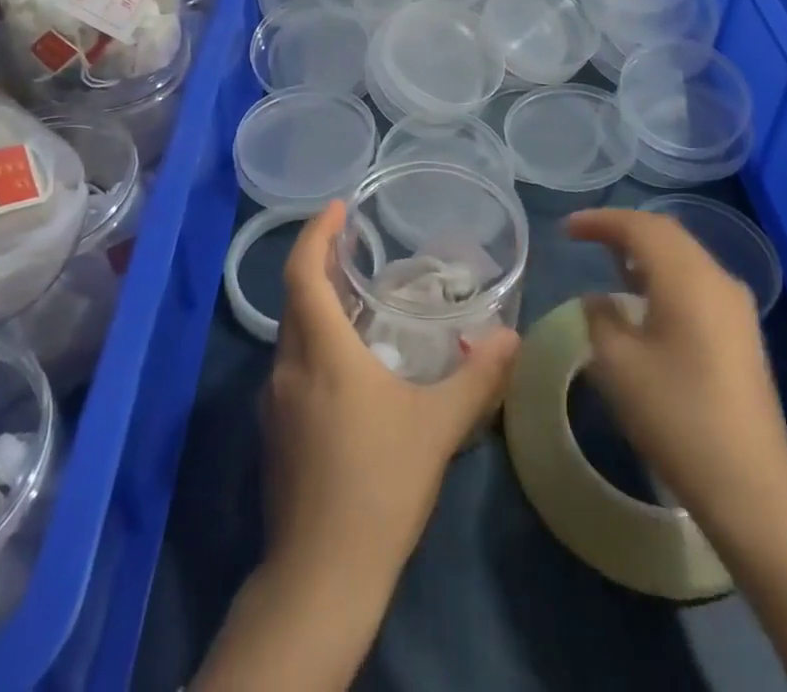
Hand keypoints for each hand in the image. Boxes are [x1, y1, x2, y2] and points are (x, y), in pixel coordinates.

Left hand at [262, 198, 519, 592]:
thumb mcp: (438, 427)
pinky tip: (349, 365)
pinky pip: (293, 366)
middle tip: (355, 246)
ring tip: (358, 299)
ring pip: (292, 335)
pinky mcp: (275, 434)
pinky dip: (315, 343)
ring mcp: (274, 404)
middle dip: (319, 264)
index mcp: (320, 352)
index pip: (303, 272)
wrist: (320, 579)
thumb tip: (512, 336)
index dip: (316, 233)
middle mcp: (287, 367)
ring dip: (318, 306)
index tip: (337, 207)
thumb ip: (480, 378)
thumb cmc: (379, 486)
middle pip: (294, 298)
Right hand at [565, 208, 786, 535]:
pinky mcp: (742, 331)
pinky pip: (697, 280)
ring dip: (646, 251)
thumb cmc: (676, 415)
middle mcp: (717, 278)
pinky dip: (665, 273)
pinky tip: (645, 297)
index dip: (600, 221)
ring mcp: (735, 305)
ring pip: (684, 256)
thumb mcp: (618, 364)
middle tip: (585, 237)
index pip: (639, 227)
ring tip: (609, 261)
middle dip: (623, 229)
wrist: (751, 485)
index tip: (567, 229)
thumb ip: (601, 318)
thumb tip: (599, 300)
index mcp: (687, 277)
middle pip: (666, 234)